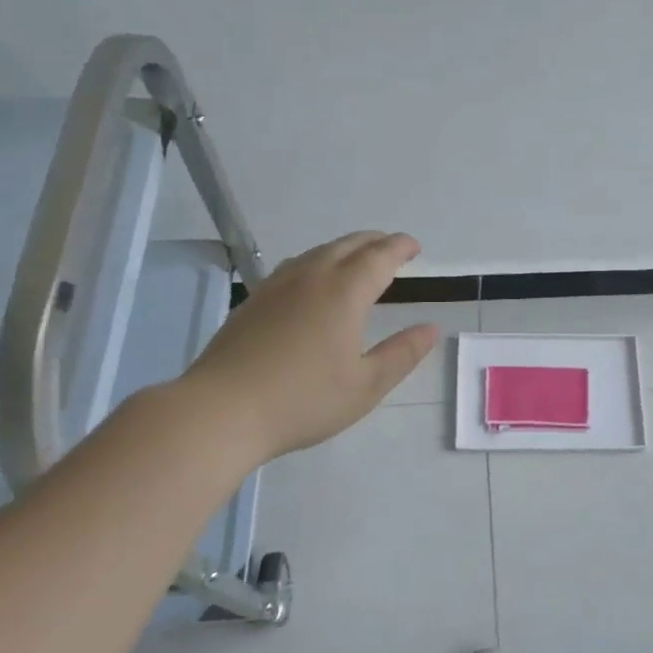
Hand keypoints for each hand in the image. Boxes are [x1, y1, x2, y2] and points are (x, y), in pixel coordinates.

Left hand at [180, 231, 438, 461]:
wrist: (221, 410)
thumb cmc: (303, 400)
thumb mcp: (366, 386)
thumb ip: (402, 354)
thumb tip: (431, 328)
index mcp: (344, 292)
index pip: (379, 257)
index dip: (399, 247)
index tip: (414, 246)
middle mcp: (311, 277)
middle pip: (347, 245)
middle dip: (374, 242)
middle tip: (392, 247)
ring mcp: (277, 286)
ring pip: (318, 252)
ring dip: (344, 249)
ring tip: (357, 259)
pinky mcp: (253, 301)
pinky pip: (295, 266)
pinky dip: (317, 262)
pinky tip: (312, 280)